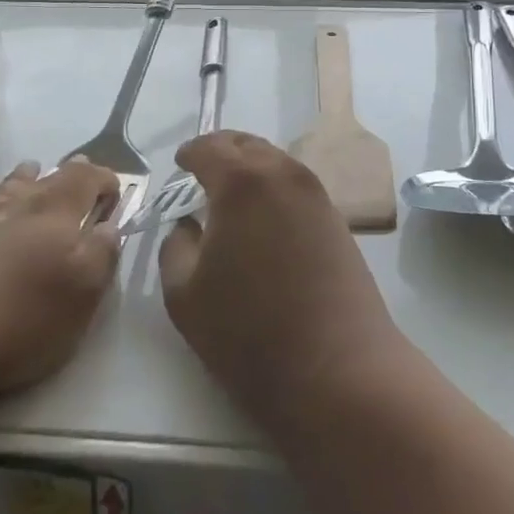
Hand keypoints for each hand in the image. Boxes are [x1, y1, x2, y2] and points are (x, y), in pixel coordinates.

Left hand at [0, 159, 120, 401]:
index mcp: (56, 215)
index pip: (85, 181)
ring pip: (0, 190)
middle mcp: (14, 208)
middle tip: (78, 166)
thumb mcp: (81, 294)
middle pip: (45, 181)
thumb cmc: (18, 319)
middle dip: (66, 173)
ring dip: (18, 179)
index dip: (103, 179)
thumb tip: (109, 225)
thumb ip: (102, 254)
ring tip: (29, 167)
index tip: (116, 189)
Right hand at [158, 132, 401, 421]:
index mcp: (242, 183)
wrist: (338, 369)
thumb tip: (188, 224)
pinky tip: (265, 216)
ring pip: (276, 161)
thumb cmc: (250, 334)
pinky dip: (274, 186)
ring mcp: (316, 195)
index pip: (210, 148)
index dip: (190, 153)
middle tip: (203, 170)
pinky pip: (296, 185)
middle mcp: (283, 175)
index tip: (179, 164)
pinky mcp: (337, 219)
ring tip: (232, 193)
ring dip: (251, 167)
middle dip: (222, 151)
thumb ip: (176, 247)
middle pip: (248, 144)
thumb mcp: (185, 295)